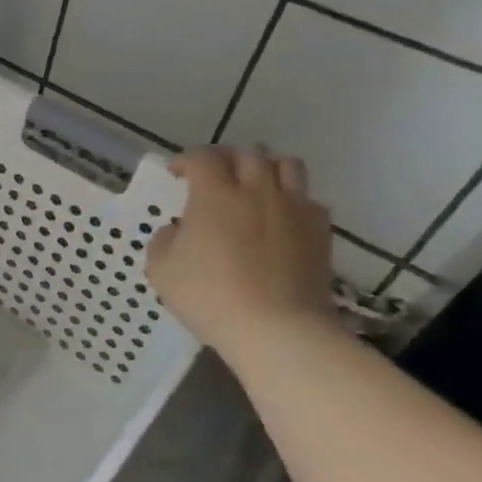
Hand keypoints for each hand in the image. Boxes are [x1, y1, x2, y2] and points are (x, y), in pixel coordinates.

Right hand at [146, 146, 337, 360]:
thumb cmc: (210, 296)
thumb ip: (163, 240)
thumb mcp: (161, 270)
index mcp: (215, 195)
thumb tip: (178, 229)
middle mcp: (257, 190)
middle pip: (248, 153)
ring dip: (265, 167)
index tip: (177, 173)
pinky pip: (307, 198)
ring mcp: (294, 207)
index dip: (187, 160)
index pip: (203, 157)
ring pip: (286, 164)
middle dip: (226, 159)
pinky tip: (279, 218)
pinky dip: (290, 198)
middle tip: (213, 176)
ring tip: (253, 184)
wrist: (277, 328)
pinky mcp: (320, 229)